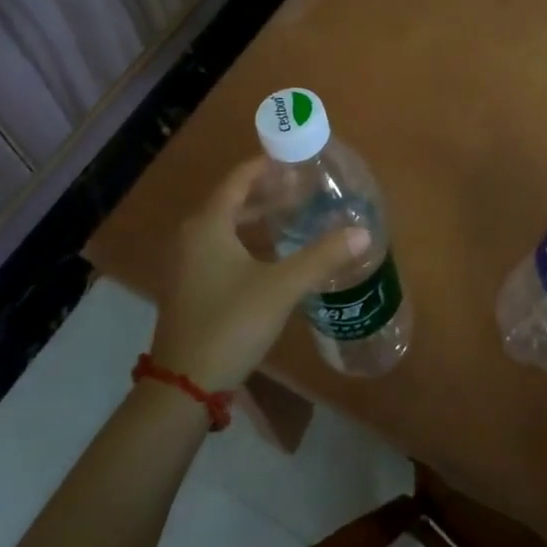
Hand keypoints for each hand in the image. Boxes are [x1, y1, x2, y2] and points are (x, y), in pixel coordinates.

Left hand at [149, 158, 370, 391]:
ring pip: (224, 226)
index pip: (239, 179)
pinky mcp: (188, 286)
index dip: (266, 166)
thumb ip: (322, 257)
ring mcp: (185, 263)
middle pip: (231, 201)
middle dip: (266, 192)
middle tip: (303, 190)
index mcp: (208, 225)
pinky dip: (244, 240)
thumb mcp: (281, 287)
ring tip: (292, 216)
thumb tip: (363, 232)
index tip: (296, 161)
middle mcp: (191, 236)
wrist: (183, 386)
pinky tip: (270, 255)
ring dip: (255, 218)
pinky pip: (218, 247)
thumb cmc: (231, 324)